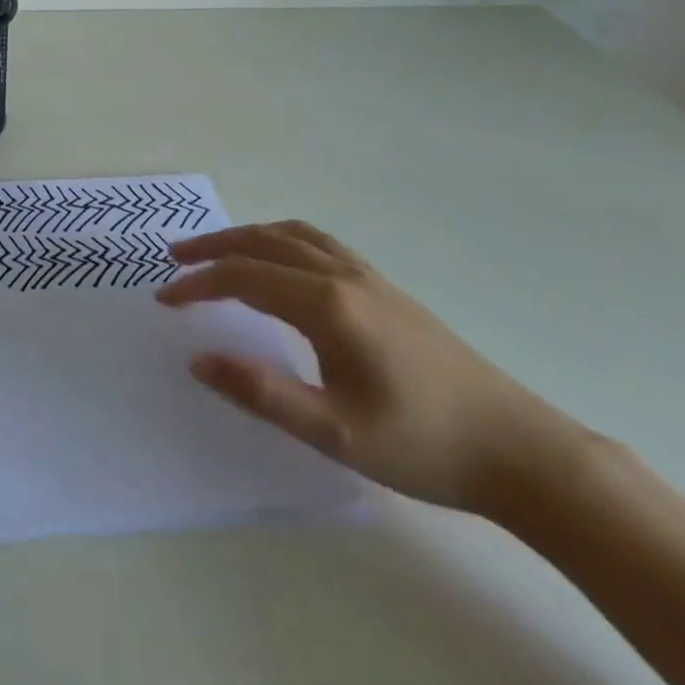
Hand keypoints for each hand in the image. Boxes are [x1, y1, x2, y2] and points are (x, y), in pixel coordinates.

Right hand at [156, 221, 587, 517]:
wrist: (519, 450)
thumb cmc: (423, 445)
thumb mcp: (334, 433)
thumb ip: (261, 392)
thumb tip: (198, 360)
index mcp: (327, 305)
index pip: (244, 277)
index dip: (199, 283)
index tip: (165, 299)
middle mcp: (344, 276)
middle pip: (264, 241)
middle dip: (214, 245)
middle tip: (175, 258)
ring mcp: (369, 277)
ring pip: (293, 235)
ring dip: (247, 236)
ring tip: (218, 251)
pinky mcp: (386, 289)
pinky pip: (319, 243)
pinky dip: (282, 240)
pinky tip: (281, 264)